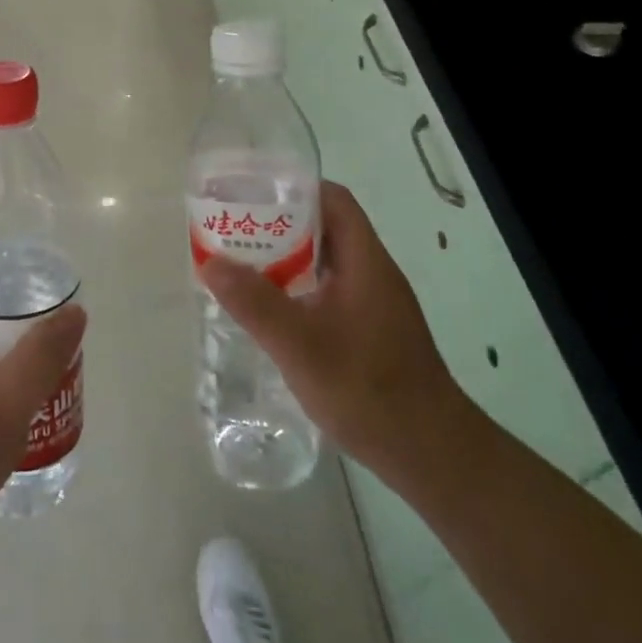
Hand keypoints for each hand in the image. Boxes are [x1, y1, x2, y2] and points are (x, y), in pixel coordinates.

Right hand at [198, 181, 470, 484]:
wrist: (431, 455)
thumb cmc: (369, 390)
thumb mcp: (301, 346)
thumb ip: (255, 303)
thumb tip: (211, 261)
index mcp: (365, 262)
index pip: (333, 200)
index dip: (294, 187)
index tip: (251, 192)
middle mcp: (372, 273)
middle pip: (325, 227)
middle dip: (278, 222)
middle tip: (233, 226)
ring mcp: (373, 304)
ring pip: (324, 261)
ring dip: (285, 256)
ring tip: (240, 261)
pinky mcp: (369, 330)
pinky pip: (327, 290)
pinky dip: (296, 287)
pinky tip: (269, 308)